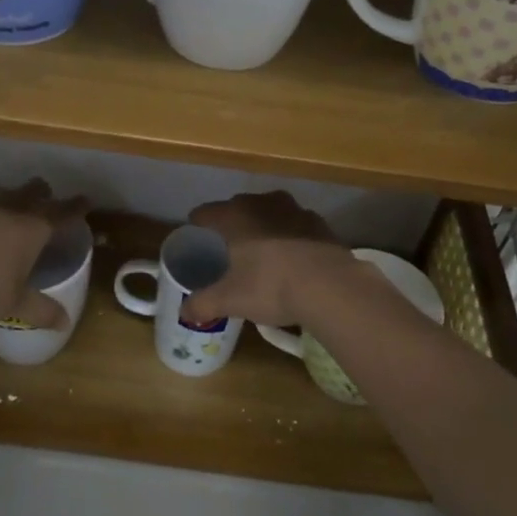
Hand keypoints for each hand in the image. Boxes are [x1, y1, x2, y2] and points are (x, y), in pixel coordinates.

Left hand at [0, 180, 90, 328]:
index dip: (75, 207)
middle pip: (32, 193)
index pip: (61, 213)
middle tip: (46, 196)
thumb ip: (42, 310)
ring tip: (11, 203)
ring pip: (2, 192)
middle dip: (41, 193)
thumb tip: (64, 324)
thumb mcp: (17, 304)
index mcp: (33, 229)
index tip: (84, 201)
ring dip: (11, 196)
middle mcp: (10, 210)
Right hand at [177, 190, 362, 329]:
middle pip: (238, 207)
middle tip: (226, 247)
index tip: (195, 237)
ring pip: (269, 212)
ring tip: (260, 248)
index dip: (197, 225)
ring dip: (262, 225)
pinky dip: (289, 235)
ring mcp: (295, 210)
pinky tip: (291, 256)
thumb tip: (185, 312)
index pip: (205, 213)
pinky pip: (295, 225)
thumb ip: (203, 304)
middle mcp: (262, 204)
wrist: (331, 287)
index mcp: (235, 216)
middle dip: (230, 223)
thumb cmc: (271, 286)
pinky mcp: (320, 224)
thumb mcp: (230, 300)